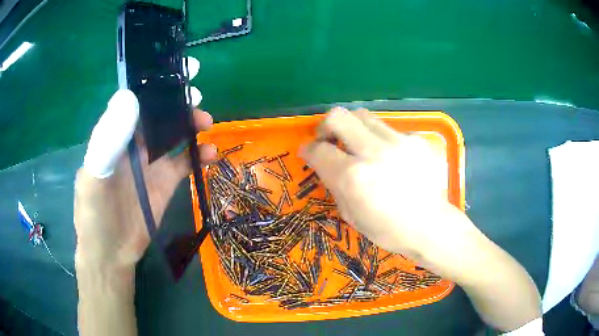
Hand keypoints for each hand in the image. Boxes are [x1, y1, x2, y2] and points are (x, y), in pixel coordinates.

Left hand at [74, 57, 215, 268]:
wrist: (111, 253)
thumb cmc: (95, 215)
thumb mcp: (95, 177)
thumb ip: (108, 140)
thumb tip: (129, 97)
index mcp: (114, 134)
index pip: (135, 99)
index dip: (154, 83)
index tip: (176, 70)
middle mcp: (133, 142)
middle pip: (158, 113)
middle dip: (177, 101)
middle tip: (196, 96)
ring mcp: (151, 161)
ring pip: (174, 133)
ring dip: (191, 125)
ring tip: (207, 122)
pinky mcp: (166, 181)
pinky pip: (185, 161)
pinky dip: (199, 154)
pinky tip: (210, 154)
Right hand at [301, 107, 472, 260]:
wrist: (430, 225)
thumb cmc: (388, 229)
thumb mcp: (351, 214)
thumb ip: (334, 184)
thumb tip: (325, 163)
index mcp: (353, 177)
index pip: (319, 149)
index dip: (308, 149)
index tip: (309, 152)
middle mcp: (374, 152)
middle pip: (338, 116)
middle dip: (326, 125)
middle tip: (329, 139)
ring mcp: (398, 142)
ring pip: (363, 115)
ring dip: (352, 128)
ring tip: (357, 145)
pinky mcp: (415, 139)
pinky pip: (388, 129)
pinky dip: (379, 139)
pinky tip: (388, 157)